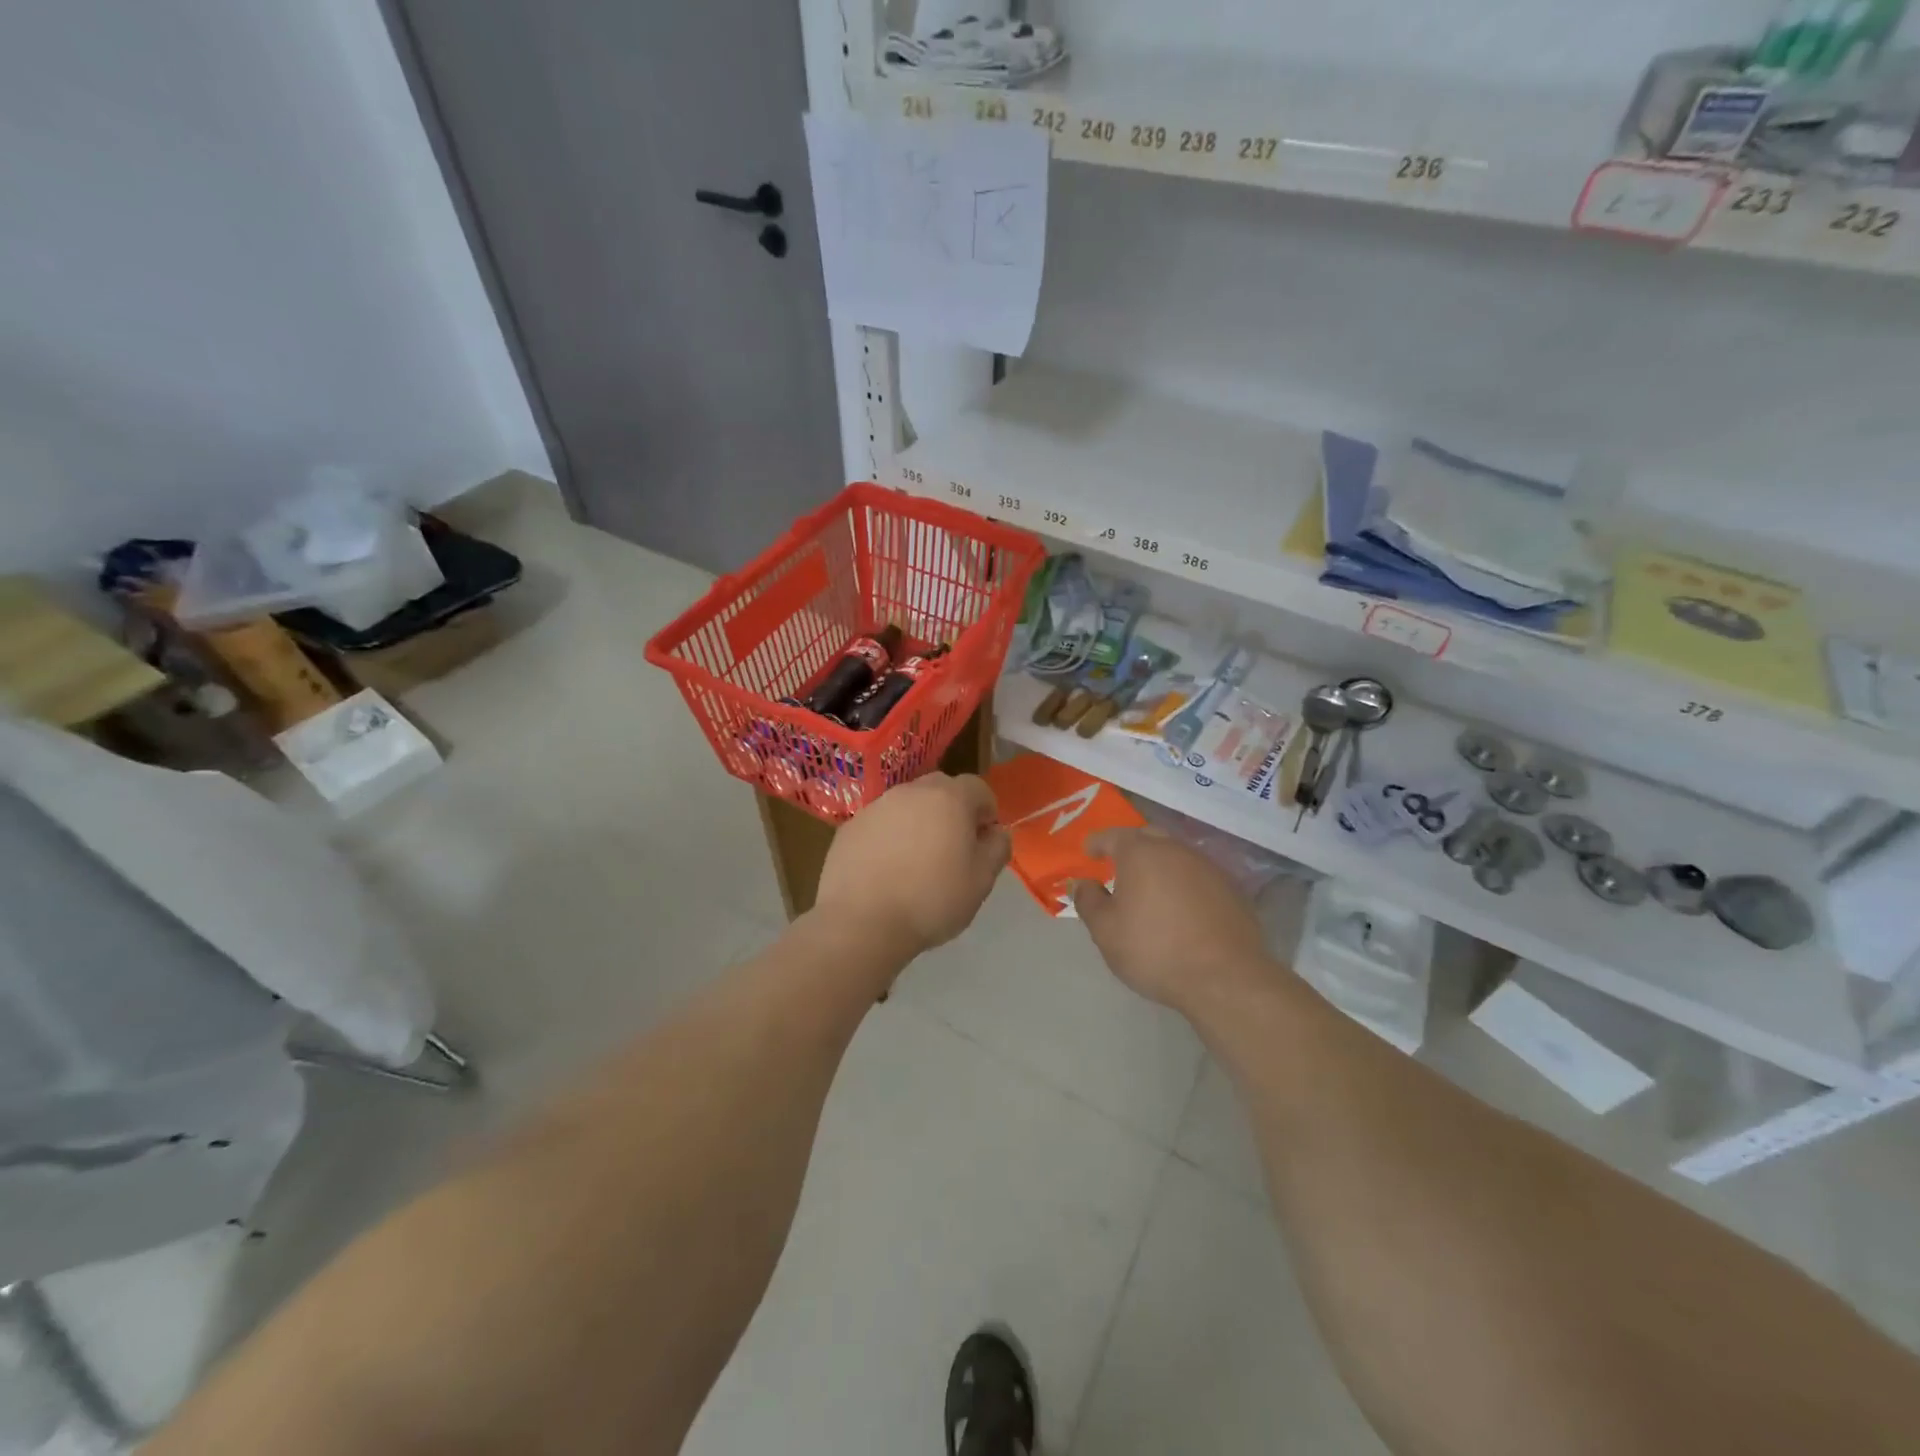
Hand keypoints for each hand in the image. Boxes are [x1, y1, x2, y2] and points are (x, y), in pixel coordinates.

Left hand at [815, 772, 1010, 957]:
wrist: (862, 922)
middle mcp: (911, 792)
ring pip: (907, 805)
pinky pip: (880, 825)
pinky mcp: (850, 828)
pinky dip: (888, 838)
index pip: (978, 788)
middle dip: (952, 811)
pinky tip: (886, 871)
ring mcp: (876, 807)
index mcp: (949, 798)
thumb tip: (996, 832)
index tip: (983, 841)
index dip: (986, 812)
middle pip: (940, 790)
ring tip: (916, 863)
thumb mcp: (981, 881)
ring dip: (917, 823)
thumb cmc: (932, 900)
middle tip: (952, 849)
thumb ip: (997, 848)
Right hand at [1072, 828, 1273, 1016]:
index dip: (1097, 843)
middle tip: (1119, 866)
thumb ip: (1088, 901)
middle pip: (1148, 838)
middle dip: (1131, 847)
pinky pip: (1199, 877)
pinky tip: (1182, 907)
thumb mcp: (1105, 931)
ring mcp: (1208, 868)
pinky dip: (1184, 884)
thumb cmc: (1154, 949)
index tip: (1088, 852)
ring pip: (1177, 856)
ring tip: (1150, 888)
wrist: (1225, 978)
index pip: (1112, 836)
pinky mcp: (1232, 890)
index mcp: (1141, 853)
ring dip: (1160, 865)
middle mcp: (1175, 850)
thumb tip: (1081, 883)